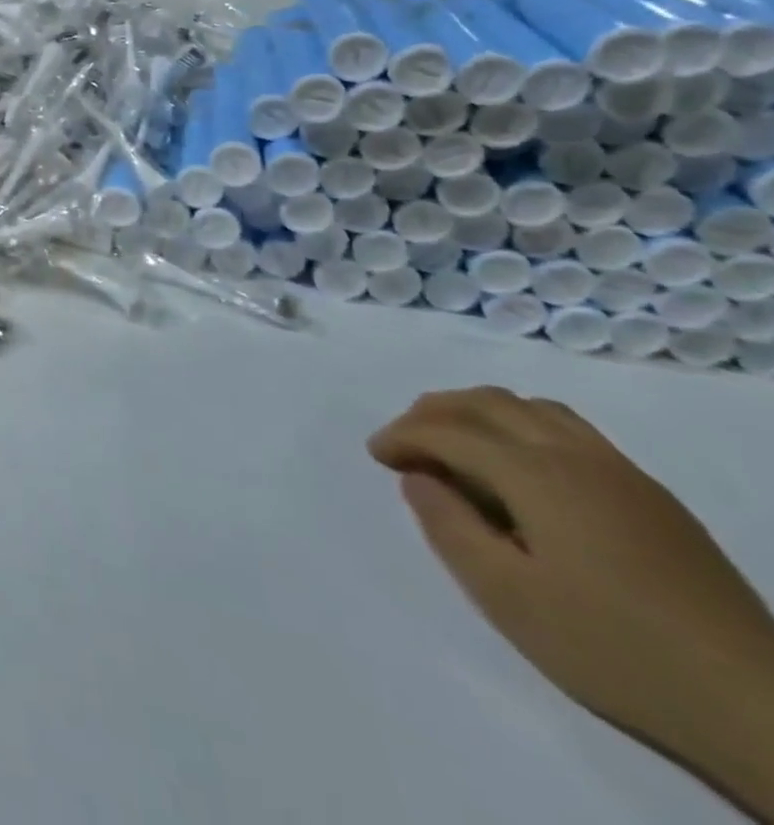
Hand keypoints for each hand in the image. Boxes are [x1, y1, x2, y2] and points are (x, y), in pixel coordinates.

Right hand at [370, 387, 773, 812]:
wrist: (758, 707)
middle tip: (404, 443)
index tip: (375, 456)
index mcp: (537, 474)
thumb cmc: (612, 648)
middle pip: (487, 402)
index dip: (401, 436)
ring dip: (478, 412)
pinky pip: (567, 428)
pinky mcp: (650, 494)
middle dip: (432, 412)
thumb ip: (448, 526)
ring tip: (454, 445)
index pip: (448, 431)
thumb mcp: (506, 596)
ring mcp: (621, 471)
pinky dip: (520, 425)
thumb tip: (420, 478)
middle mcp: (576, 455)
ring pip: (530, 407)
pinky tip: (518, 467)